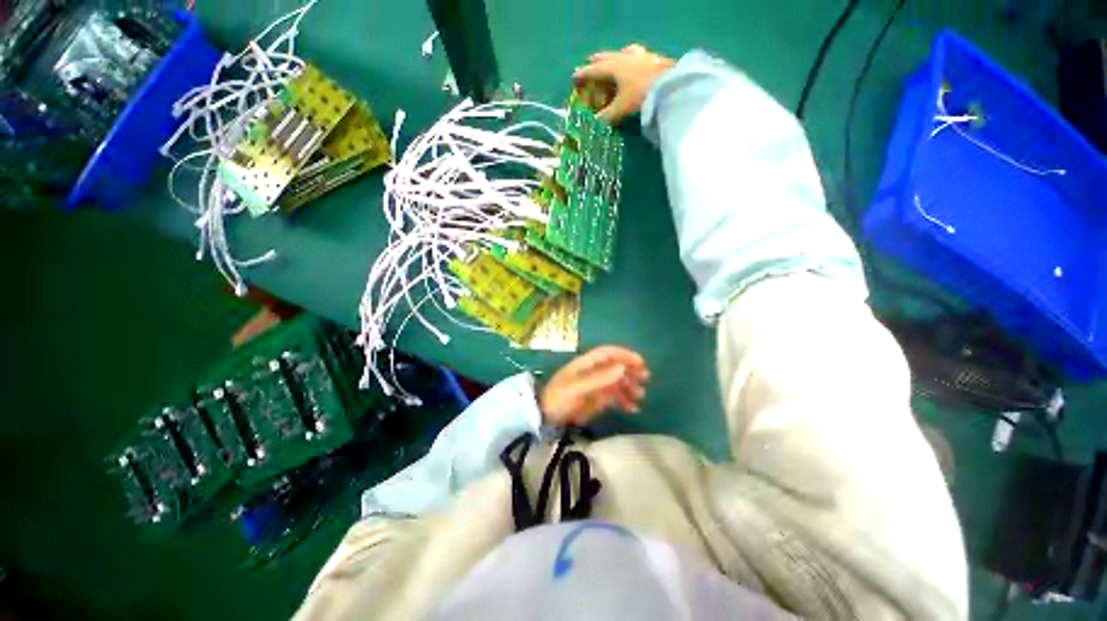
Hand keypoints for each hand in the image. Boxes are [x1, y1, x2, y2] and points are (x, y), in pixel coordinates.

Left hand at [540, 346, 650, 426]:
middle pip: (615, 366)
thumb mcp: (576, 387)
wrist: (545, 417)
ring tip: (640, 397)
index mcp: (586, 364)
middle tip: (645, 379)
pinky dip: (624, 401)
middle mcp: (593, 372)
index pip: (608, 353)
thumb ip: (599, 378)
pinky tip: (633, 409)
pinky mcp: (597, 400)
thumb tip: (622, 368)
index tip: (640, 363)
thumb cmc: (558, 398)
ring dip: (629, 387)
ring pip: (617, 382)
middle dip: (630, 370)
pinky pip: (614, 397)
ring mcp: (596, 386)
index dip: (624, 355)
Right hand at [574, 44, 674, 123]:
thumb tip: (594, 123)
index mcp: (614, 67)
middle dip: (597, 61)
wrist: (671, 86)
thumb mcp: (620, 109)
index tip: (574, 78)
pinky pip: (638, 56)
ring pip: (623, 52)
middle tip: (590, 62)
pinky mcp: (654, 59)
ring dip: (615, 56)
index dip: (583, 75)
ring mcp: (641, 56)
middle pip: (607, 57)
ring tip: (613, 60)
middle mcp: (625, 57)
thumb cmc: (640, 96)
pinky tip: (636, 63)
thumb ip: (606, 116)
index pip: (594, 70)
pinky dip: (632, 59)